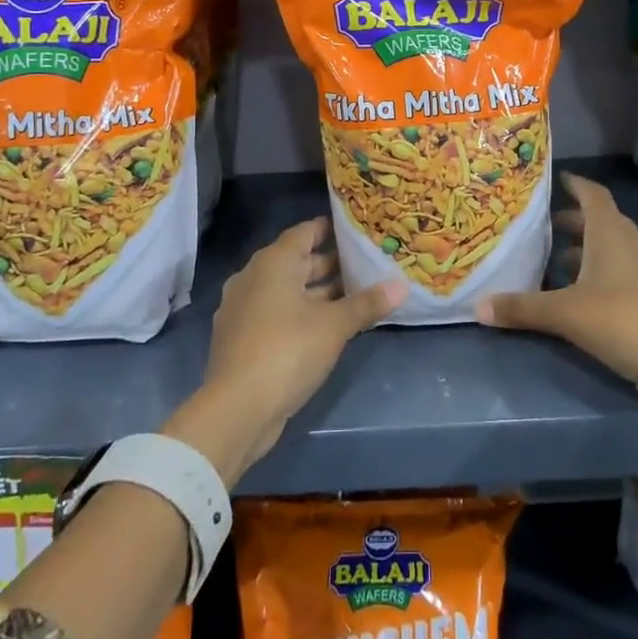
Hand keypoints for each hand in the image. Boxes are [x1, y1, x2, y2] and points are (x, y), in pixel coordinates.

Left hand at [170, 219, 404, 484]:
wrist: (236, 409)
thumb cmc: (288, 350)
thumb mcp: (335, 326)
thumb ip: (367, 303)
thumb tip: (401, 285)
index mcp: (273, 263)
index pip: (304, 232)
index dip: (330, 228)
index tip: (356, 230)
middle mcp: (253, 277)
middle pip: (296, 262)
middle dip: (329, 264)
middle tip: (364, 265)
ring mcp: (243, 309)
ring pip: (286, 290)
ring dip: (316, 293)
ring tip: (353, 296)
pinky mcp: (241, 338)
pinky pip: (275, 313)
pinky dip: (299, 314)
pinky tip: (325, 328)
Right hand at [475, 174, 637, 436]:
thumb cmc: (623, 320)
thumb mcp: (564, 313)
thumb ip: (521, 308)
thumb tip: (477, 307)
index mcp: (611, 234)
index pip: (593, 194)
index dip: (574, 184)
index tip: (553, 179)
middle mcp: (631, 245)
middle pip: (600, 222)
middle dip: (571, 221)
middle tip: (540, 226)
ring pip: (610, 250)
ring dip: (584, 251)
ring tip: (551, 262)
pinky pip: (619, 275)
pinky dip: (597, 276)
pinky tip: (576, 296)